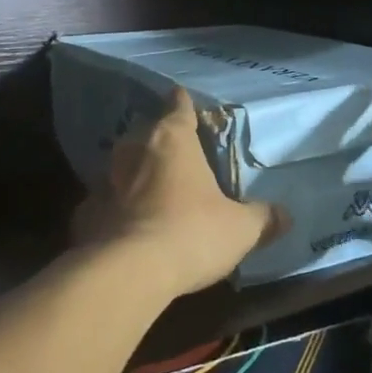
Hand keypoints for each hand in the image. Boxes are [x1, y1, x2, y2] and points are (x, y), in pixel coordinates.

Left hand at [73, 87, 284, 298]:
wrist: (127, 273)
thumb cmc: (191, 234)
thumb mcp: (240, 229)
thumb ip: (263, 218)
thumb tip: (285, 215)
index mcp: (172, 140)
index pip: (178, 107)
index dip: (184, 103)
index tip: (184, 99)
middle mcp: (133, 151)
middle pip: (146, 135)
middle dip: (159, 143)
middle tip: (176, 156)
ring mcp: (103, 182)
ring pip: (120, 169)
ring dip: (133, 176)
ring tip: (149, 192)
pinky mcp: (85, 215)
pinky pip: (103, 205)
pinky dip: (114, 211)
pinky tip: (124, 228)